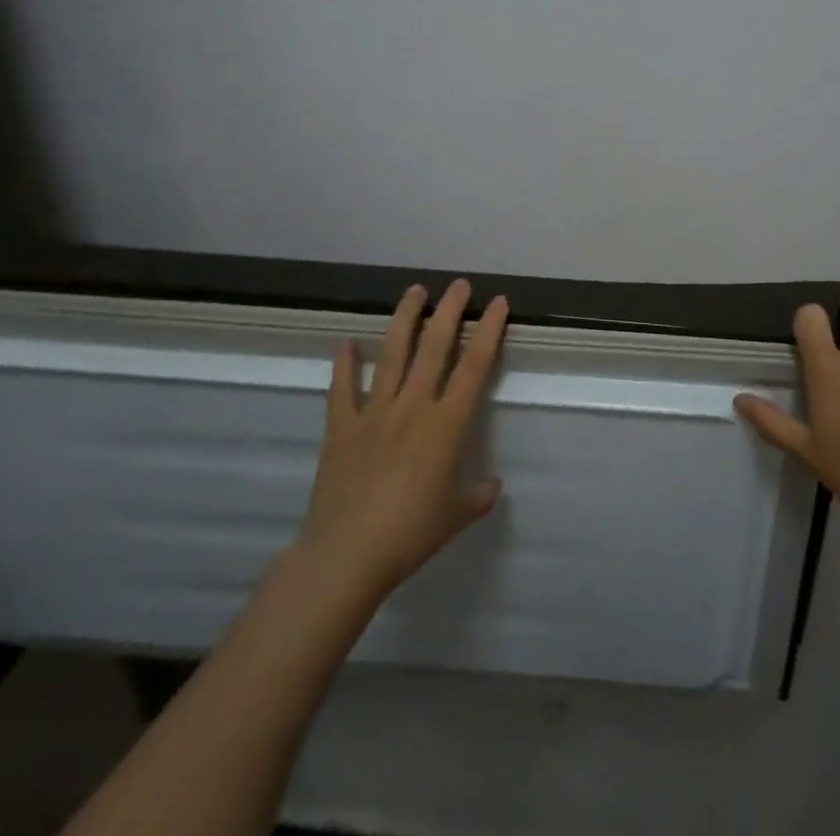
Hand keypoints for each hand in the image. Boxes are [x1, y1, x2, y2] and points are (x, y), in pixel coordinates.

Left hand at [288, 281, 506, 606]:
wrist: (347, 555)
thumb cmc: (410, 534)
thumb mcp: (456, 516)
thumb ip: (478, 495)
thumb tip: (493, 486)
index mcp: (446, 424)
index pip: (475, 366)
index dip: (488, 331)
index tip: (497, 303)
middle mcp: (413, 407)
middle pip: (434, 347)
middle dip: (449, 311)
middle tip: (458, 284)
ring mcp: (374, 413)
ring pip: (392, 355)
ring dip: (404, 320)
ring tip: (414, 292)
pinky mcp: (341, 427)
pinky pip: (343, 389)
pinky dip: (344, 364)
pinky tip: (347, 343)